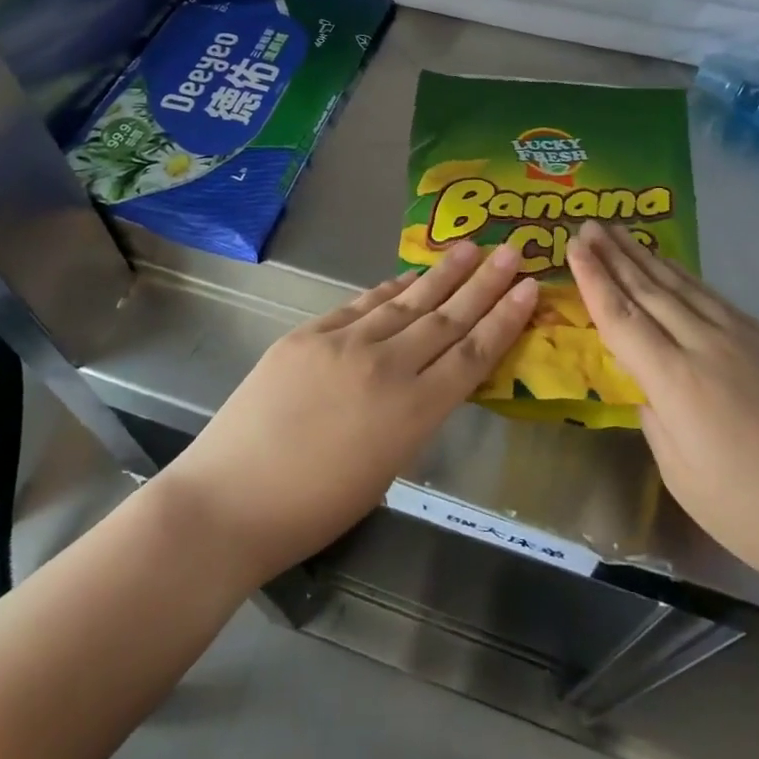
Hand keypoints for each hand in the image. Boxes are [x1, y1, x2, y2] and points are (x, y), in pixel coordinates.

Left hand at [157, 242, 537, 586]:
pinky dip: (387, 290)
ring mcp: (343, 344)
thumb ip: (412, 418)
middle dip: (484, 283)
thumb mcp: (385, 470)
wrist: (229, 501)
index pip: (472, 355)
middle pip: (446, 318)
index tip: (529, 288)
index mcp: (413, 413)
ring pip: (406, 302)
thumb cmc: (313, 510)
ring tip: (469, 248)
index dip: (504, 319)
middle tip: (512, 250)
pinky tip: (407, 276)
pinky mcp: (307, 335)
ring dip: (441, 274)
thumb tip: (426, 379)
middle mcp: (386, 368)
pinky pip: (359, 305)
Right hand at [568, 222, 758, 597]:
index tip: (571, 248)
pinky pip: (714, 298)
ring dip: (645, 257)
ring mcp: (743, 339)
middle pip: (649, 291)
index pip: (622, 319)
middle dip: (613, 256)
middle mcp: (707, 347)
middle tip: (587, 225)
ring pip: (682, 287)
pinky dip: (684, 277)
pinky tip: (670, 267)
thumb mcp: (682, 475)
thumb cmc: (755, 512)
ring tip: (618, 232)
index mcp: (678, 383)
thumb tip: (647, 385)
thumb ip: (655, 419)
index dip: (593, 281)